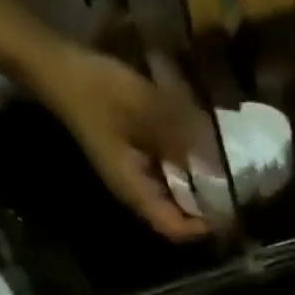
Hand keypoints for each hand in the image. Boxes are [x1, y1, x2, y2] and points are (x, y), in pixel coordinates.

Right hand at [38, 46, 210, 241]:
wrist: (58, 66)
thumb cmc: (98, 91)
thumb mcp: (146, 109)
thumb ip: (181, 136)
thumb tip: (215, 161)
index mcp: (135, 191)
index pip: (174, 228)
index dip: (202, 227)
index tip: (229, 213)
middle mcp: (135, 191)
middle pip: (177, 215)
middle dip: (204, 208)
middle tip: (235, 192)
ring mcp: (133, 174)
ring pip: (173, 194)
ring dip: (196, 187)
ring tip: (224, 173)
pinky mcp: (132, 157)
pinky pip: (165, 174)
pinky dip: (184, 168)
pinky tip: (200, 150)